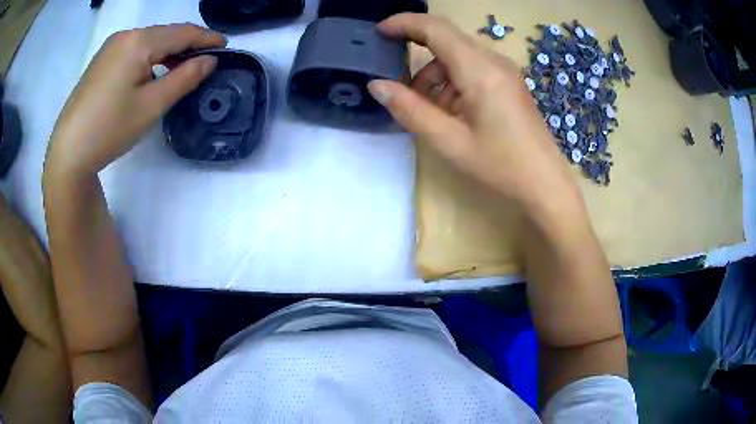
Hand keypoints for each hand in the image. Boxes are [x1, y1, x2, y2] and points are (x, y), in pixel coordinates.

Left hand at [46, 24, 225, 175]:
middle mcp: (125, 36)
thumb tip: (209, 60)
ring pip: (149, 41)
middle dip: (187, 44)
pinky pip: (134, 50)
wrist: (68, 152)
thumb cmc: (110, 129)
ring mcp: (110, 47)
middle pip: (165, 34)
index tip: (225, 47)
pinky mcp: (101, 61)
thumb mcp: (151, 106)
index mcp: (138, 42)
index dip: (206, 38)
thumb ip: (184, 78)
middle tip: (206, 60)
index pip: (182, 33)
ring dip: (168, 51)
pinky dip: (150, 57)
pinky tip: (152, 72)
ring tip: (182, 68)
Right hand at [368, 14, 582, 213]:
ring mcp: (504, 70)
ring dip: (435, 77)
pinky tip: (452, 113)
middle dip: (417, 60)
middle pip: (445, 41)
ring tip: (430, 113)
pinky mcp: (507, 81)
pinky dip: (452, 83)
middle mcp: (493, 60)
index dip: (403, 23)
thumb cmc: (500, 165)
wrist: (545, 183)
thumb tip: (377, 85)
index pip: (435, 28)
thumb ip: (410, 110)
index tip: (378, 32)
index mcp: (479, 70)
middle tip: (399, 88)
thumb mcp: (449, 141)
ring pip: (457, 57)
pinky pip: (471, 69)